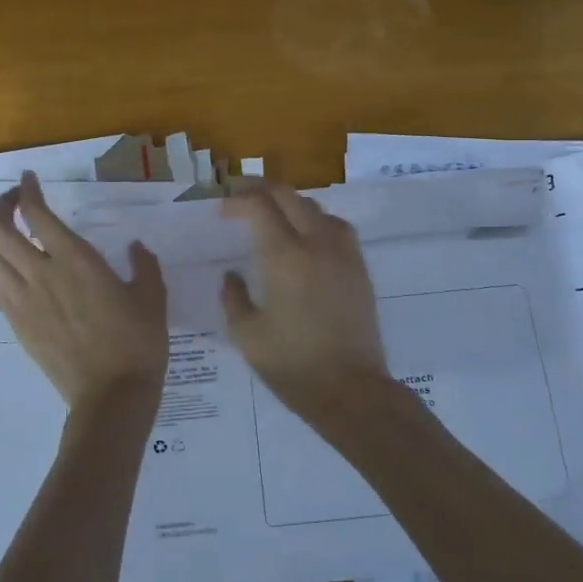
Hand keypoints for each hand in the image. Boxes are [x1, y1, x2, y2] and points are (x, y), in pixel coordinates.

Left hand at [0, 172, 167, 408]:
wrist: (112, 396)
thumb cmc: (138, 342)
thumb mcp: (152, 296)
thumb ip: (143, 265)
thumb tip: (135, 247)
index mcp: (76, 260)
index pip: (36, 214)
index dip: (27, 191)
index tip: (29, 180)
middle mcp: (41, 274)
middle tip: (15, 203)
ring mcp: (24, 302)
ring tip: (10, 235)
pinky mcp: (18, 326)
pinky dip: (0, 272)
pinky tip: (19, 274)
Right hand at [221, 184, 391, 424]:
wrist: (352, 391)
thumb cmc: (293, 365)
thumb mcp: (247, 335)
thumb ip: (233, 297)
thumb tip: (232, 275)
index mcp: (284, 256)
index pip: (260, 205)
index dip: (238, 199)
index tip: (223, 210)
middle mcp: (317, 244)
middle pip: (289, 196)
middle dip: (262, 191)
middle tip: (241, 201)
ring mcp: (343, 254)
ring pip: (316, 208)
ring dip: (291, 204)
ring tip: (274, 218)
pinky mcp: (360, 269)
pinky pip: (337, 227)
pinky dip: (316, 221)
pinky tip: (307, 240)